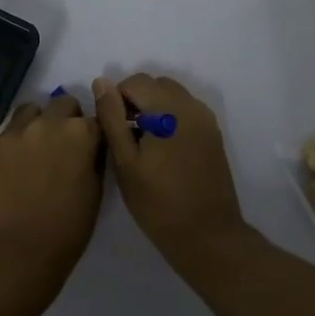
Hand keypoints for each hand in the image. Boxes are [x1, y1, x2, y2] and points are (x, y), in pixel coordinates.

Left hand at [0, 93, 105, 304]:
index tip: (89, 149)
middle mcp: (49, 123)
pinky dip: (13, 144)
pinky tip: (12, 169)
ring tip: (35, 150)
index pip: (95, 119)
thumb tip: (89, 146)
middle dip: (67, 120)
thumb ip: (94, 158)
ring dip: (38, 123)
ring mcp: (16, 131)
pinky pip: (7, 133)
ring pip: (30, 110)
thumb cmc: (68, 228)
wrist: (19, 251)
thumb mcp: (96, 191)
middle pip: (63, 103)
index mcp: (82, 134)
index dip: (93, 135)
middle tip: (62, 148)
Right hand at [94, 74, 247, 260]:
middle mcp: (191, 105)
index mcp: (169, 109)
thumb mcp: (125, 162)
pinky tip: (162, 149)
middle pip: (156, 84)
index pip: (135, 81)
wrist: (207, 234)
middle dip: (135, 100)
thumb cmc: (158, 203)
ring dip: (153, 107)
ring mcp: (206, 119)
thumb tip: (101, 82)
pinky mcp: (213, 134)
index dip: (116, 99)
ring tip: (142, 143)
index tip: (111, 129)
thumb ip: (112, 118)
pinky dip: (169, 117)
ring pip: (172, 95)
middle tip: (124, 136)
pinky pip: (186, 110)